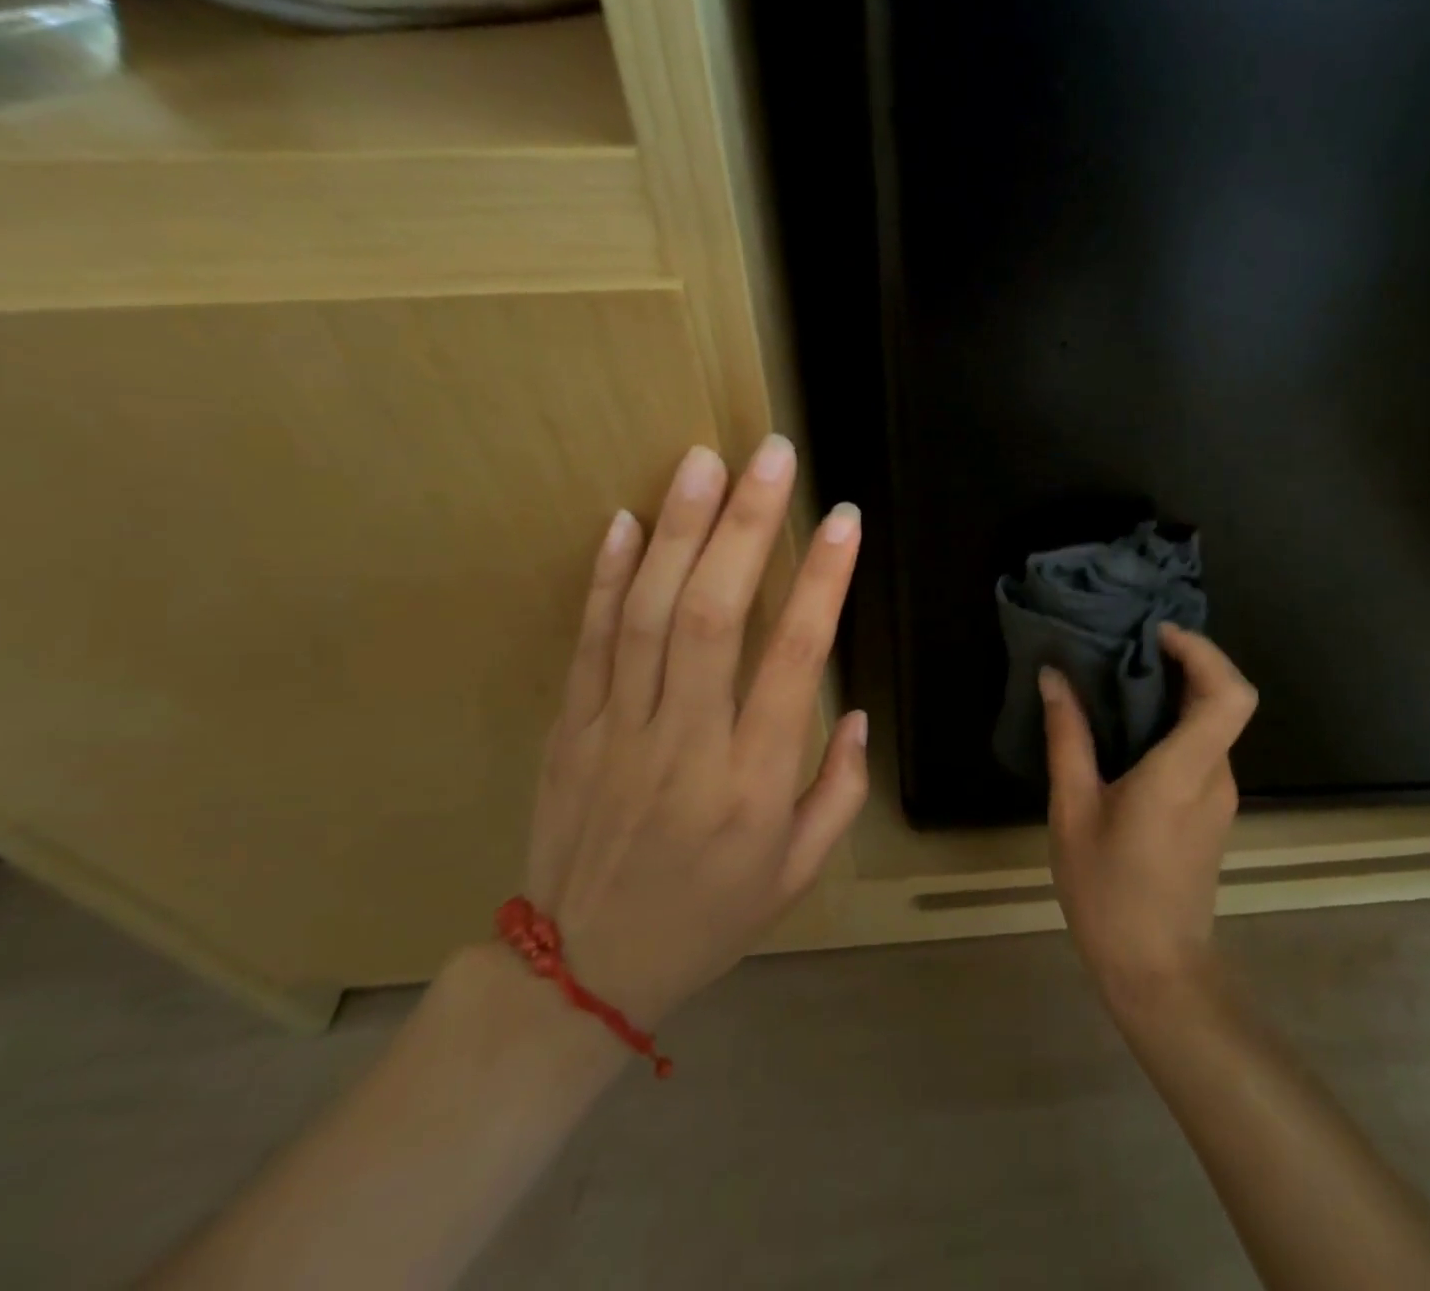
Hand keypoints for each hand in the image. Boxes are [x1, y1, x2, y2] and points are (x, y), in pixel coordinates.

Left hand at [523, 436, 868, 1031]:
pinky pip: (588, 641)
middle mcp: (685, 744)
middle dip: (747, 526)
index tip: (844, 519)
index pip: (794, 660)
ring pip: (646, 613)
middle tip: (772, 455)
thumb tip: (858, 711)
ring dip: (678, 530)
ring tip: (703, 462)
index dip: (822, 581)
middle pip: (712, 615)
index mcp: (752, 783)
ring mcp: (617, 730)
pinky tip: (624, 519)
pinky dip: (605, 576)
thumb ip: (839, 790)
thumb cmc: (709, 917)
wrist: (580, 972)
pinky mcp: (571, 727)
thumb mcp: (798, 872)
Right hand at [1042, 625, 1258, 1004]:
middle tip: (1122, 649)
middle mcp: (1215, 776)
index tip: (1156, 635)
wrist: (1156, 971)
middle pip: (1221, 700)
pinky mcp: (1211, 810)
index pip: (1230, 694)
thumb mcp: (1072, 811)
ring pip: (1209, 724)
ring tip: (1113, 683)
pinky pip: (1199, 748)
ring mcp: (1219, 795)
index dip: (1204, 652)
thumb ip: (1068, 739)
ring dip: (1173, 694)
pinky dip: (1171, 724)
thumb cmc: (1108, 892)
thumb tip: (1054, 678)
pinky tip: (1125, 733)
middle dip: (1181, 662)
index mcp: (1184, 772)